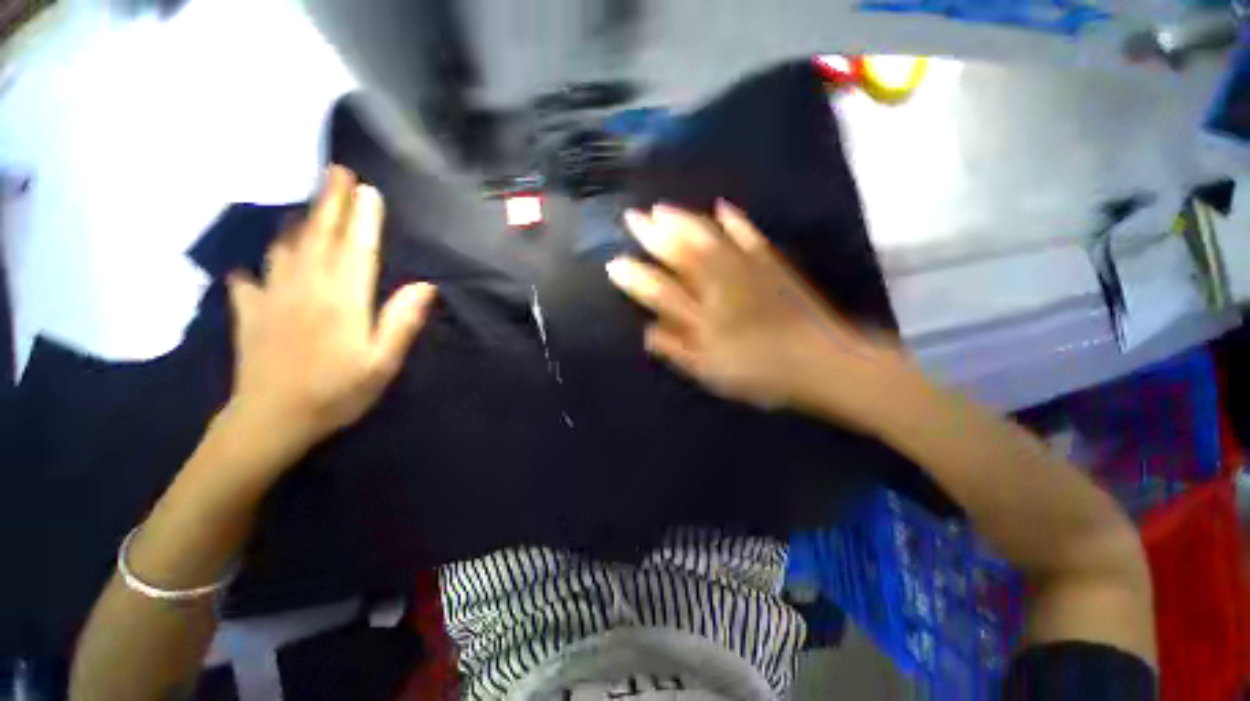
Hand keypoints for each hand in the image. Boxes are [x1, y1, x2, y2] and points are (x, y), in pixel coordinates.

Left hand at [226, 165, 436, 454]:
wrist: (270, 422)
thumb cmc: (336, 393)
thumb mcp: (382, 363)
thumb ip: (401, 322)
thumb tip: (425, 286)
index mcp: (342, 300)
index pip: (357, 249)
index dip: (364, 219)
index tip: (369, 190)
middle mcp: (306, 288)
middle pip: (320, 238)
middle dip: (330, 203)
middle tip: (336, 172)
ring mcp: (272, 298)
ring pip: (285, 250)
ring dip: (299, 224)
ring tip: (306, 206)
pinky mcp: (250, 313)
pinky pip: (250, 280)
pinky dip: (254, 268)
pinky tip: (252, 267)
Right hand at [607, 201, 911, 430]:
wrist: (819, 360)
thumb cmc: (760, 370)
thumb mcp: (710, 370)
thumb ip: (677, 350)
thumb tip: (647, 332)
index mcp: (701, 313)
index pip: (658, 290)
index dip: (634, 277)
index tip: (613, 263)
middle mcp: (717, 284)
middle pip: (679, 254)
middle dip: (652, 235)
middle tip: (633, 216)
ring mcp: (745, 269)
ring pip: (707, 238)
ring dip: (683, 220)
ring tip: (663, 206)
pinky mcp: (770, 263)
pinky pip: (748, 236)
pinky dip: (735, 221)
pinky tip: (724, 207)